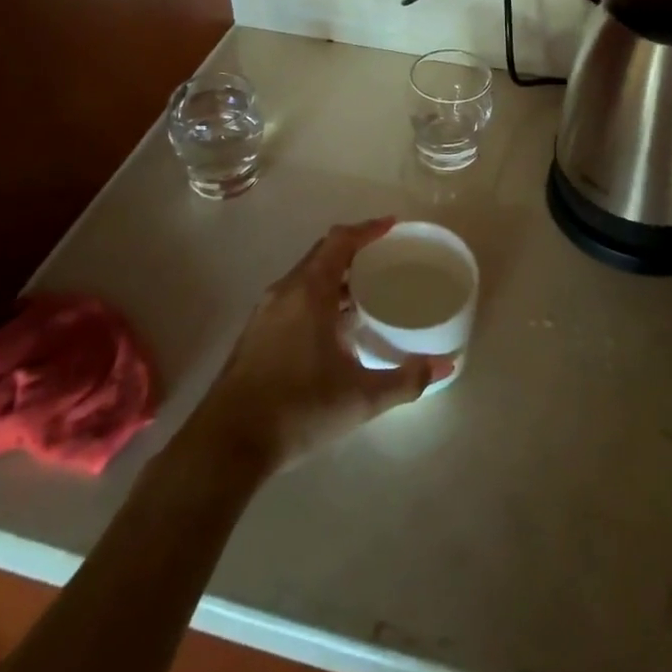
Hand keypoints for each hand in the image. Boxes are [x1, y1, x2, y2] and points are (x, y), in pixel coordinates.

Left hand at [190, 218, 449, 471]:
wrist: (226, 444)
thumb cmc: (297, 409)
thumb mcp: (360, 398)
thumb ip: (405, 380)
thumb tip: (445, 367)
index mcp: (309, 291)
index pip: (340, 241)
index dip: (368, 229)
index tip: (392, 226)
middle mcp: (285, 291)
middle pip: (322, 254)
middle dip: (354, 251)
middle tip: (384, 259)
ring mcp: (265, 312)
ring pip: (306, 277)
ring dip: (334, 277)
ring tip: (364, 292)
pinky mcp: (255, 334)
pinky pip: (293, 297)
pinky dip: (318, 296)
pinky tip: (333, 329)